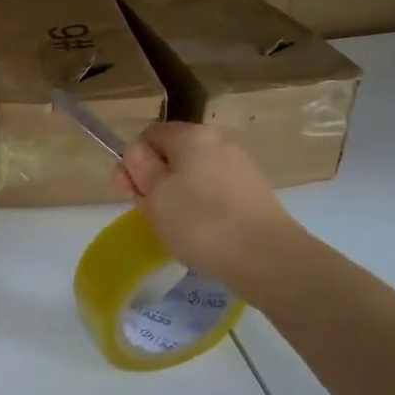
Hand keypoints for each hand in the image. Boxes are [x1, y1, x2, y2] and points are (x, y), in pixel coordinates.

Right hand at [115, 122, 300, 286]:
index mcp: (192, 136)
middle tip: (149, 214)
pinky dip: (202, 211)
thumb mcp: (155, 194)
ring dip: (176, 199)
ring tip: (174, 230)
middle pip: (173, 157)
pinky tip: (202, 236)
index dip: (132, 160)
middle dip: (154, 182)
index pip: (149, 135)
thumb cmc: (200, 221)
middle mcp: (219, 144)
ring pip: (194, 178)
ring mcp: (241, 170)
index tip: (127, 192)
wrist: (267, 258)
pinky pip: (215, 196)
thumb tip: (137, 151)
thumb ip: (140, 168)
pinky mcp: (255, 197)